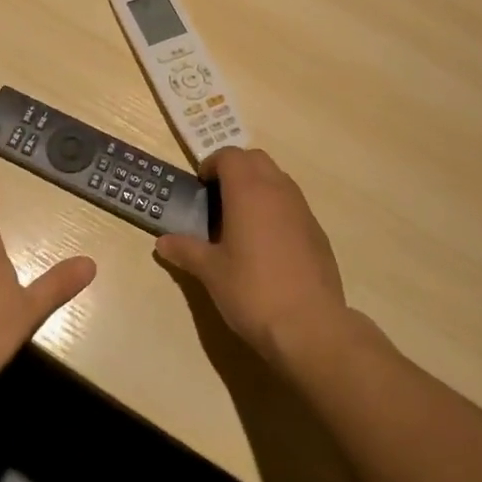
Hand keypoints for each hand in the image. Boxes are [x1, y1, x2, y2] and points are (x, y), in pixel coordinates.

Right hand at [154, 147, 347, 364]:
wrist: (310, 326)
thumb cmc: (252, 291)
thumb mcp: (211, 272)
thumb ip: (186, 250)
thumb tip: (163, 242)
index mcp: (248, 191)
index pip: (229, 155)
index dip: (211, 164)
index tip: (200, 187)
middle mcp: (278, 190)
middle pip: (255, 159)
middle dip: (235, 169)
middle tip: (217, 198)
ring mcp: (302, 209)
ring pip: (277, 179)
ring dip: (257, 187)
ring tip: (240, 221)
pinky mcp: (317, 231)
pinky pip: (293, 204)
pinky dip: (276, 209)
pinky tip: (267, 245)